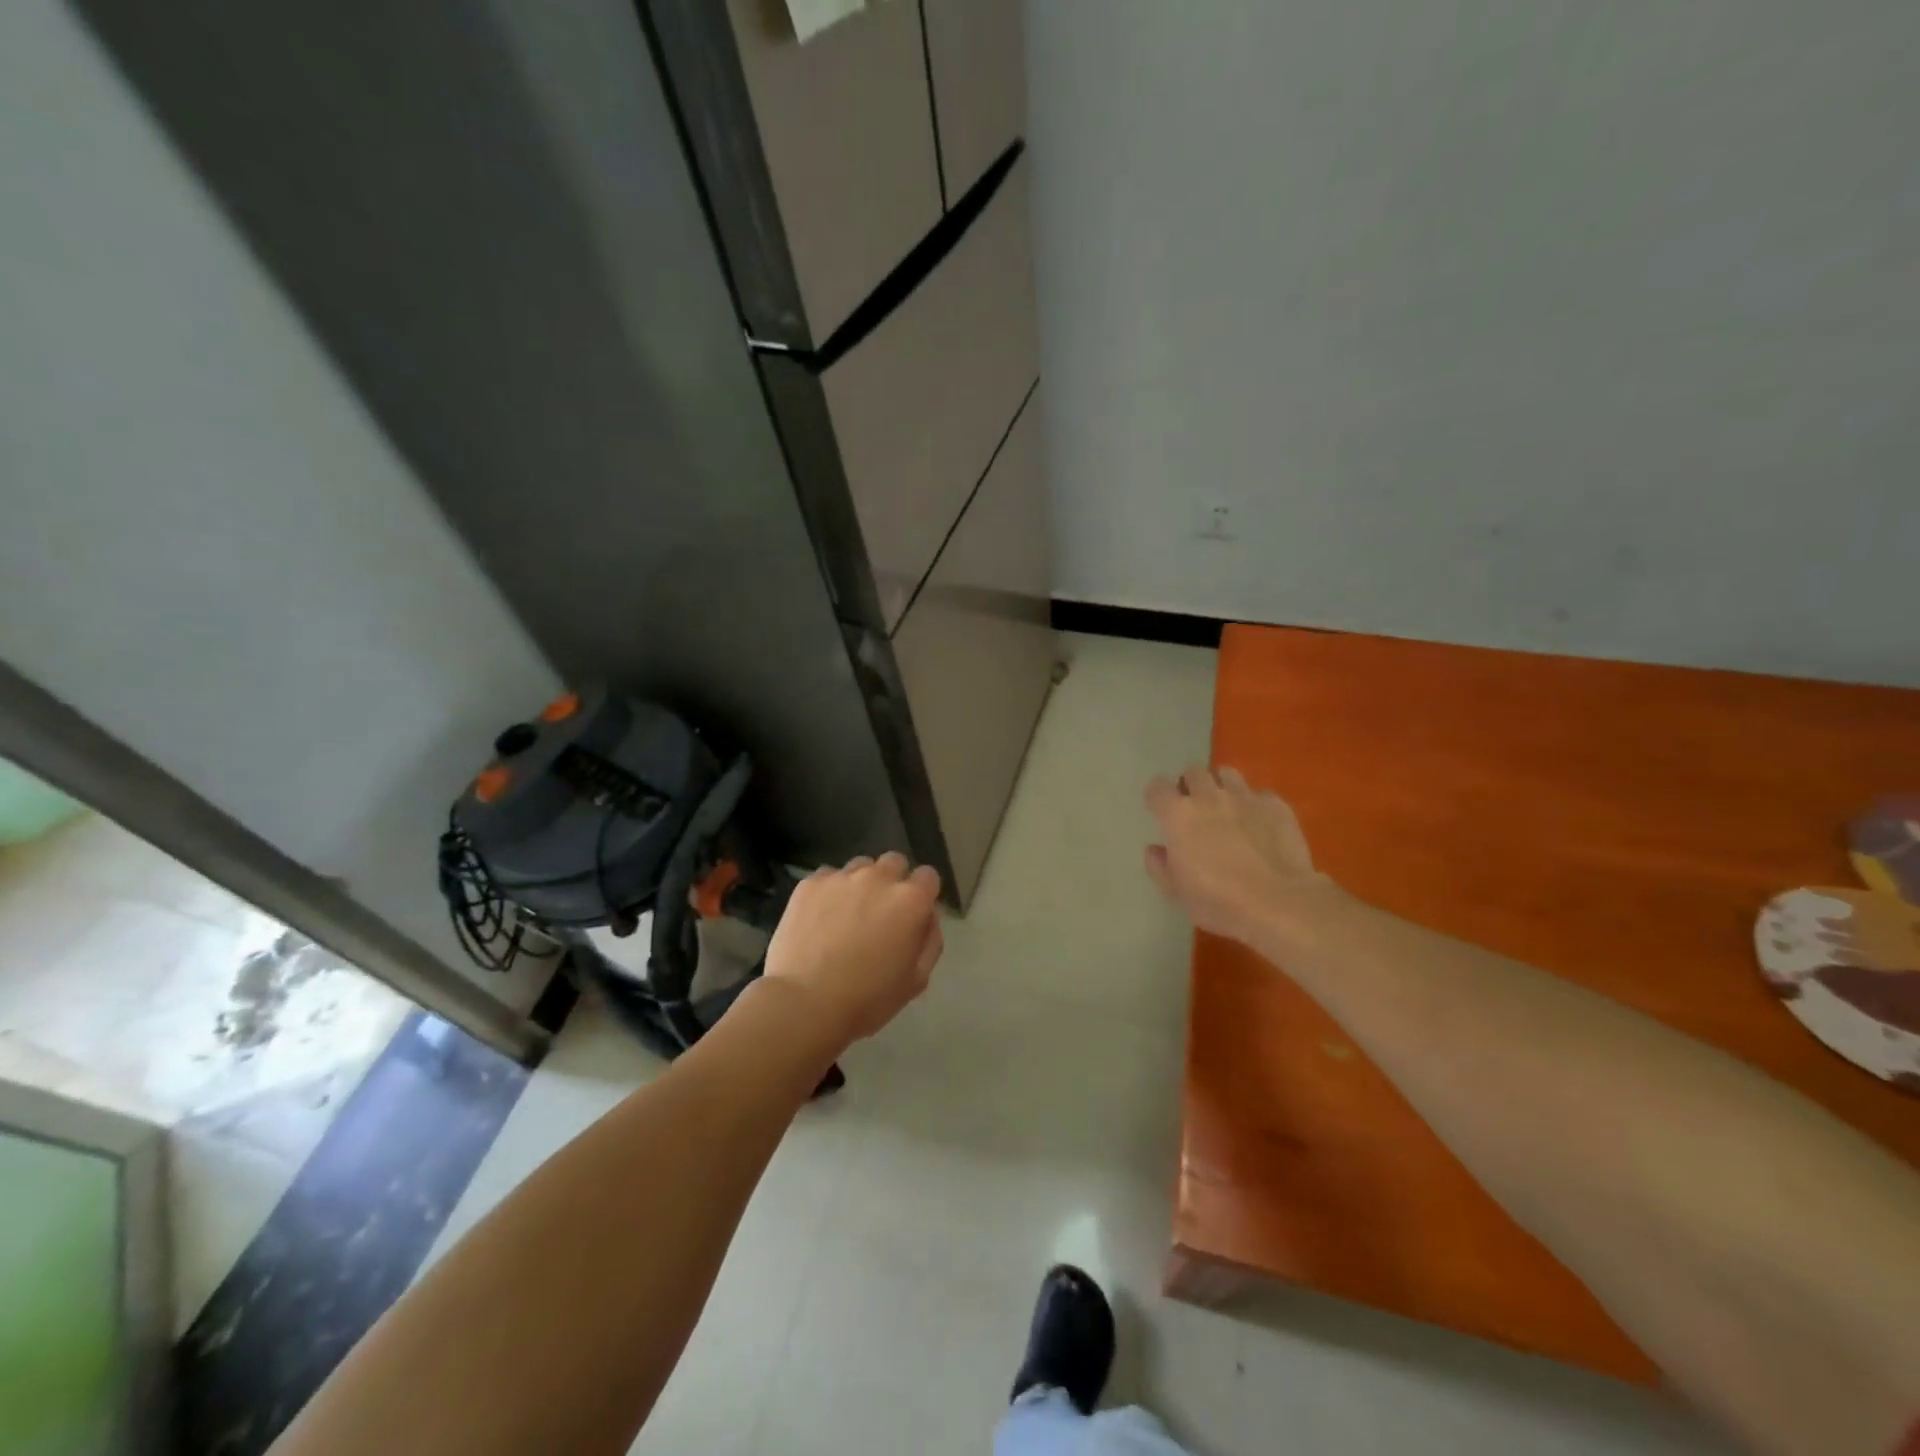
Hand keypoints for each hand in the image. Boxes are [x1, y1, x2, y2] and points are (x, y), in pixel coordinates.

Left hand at [763, 852, 943, 1045]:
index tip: (913, 914)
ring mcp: (842, 877)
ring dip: (860, 884)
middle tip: (880, 913)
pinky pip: (827, 877)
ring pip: (860, 867)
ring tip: (846, 914)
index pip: (928, 876)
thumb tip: (928, 916)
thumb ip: (930, 940)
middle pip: (894, 862)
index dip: (922, 894)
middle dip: (892, 882)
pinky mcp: (810, 883)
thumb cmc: (867, 998)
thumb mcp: (916, 980)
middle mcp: (879, 878)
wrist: (805, 1003)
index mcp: (910, 900)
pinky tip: (819, 919)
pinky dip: (829, 892)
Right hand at [1144, 763, 1335, 943]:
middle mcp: (1208, 797)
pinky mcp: (1275, 805)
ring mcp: (1245, 797)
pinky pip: (1260, 795)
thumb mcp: (1176, 894)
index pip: (1157, 788)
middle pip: (1193, 772)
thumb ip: (1159, 867)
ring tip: (1227, 808)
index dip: (1157, 797)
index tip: (1161, 812)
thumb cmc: (1219, 901)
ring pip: (1227, 774)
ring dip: (1222, 787)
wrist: (1279, 902)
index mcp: (1178, 816)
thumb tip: (1155, 850)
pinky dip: (1255, 806)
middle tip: (1196, 809)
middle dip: (1191, 785)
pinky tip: (1260, 826)